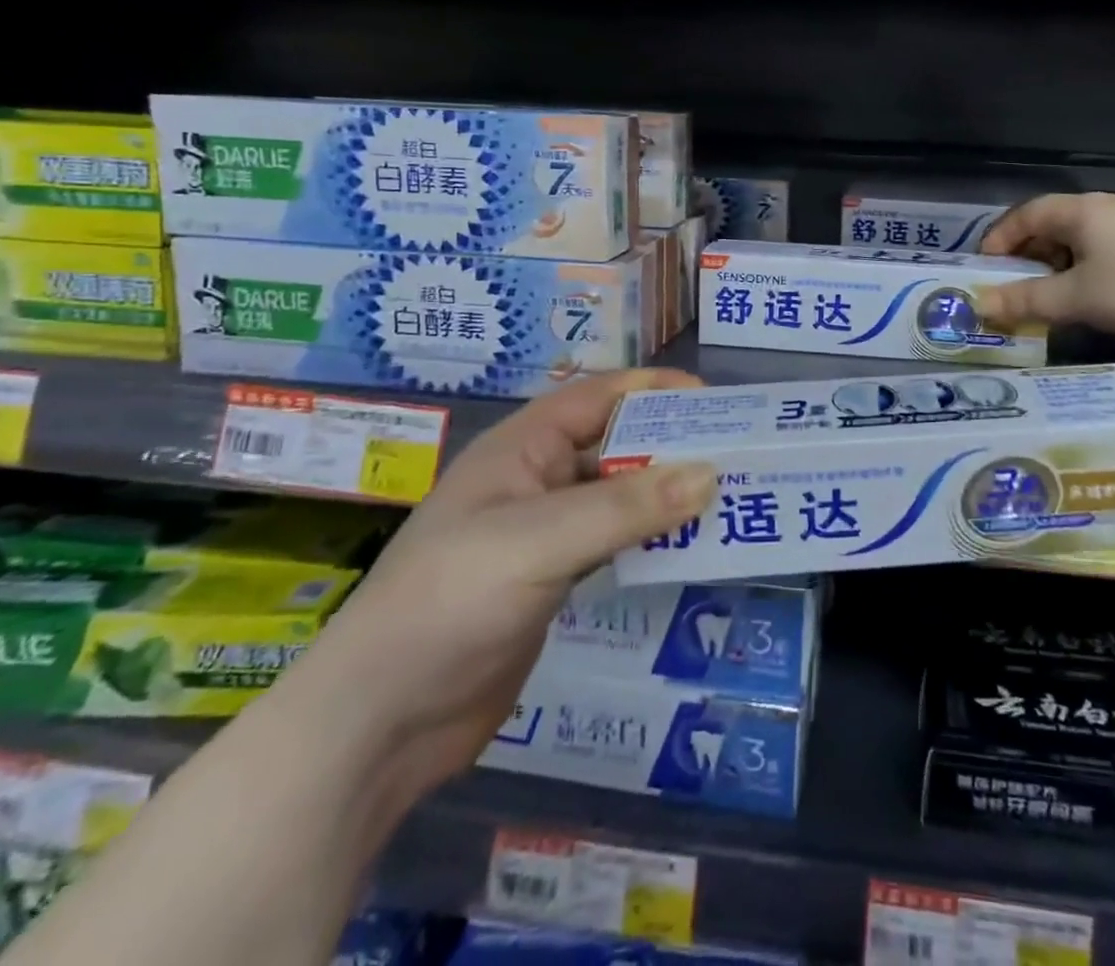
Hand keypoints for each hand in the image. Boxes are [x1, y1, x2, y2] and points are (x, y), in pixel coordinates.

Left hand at [277, 369, 715, 798]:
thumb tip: (711, 473)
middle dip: (670, 444)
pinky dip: (649, 538)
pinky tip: (688, 546)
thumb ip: (626, 507)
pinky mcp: (551, 580)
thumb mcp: (539, 542)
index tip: (715, 400)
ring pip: (617, 496)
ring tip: (727, 497)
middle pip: (614, 445)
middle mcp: (534, 480)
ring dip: (665, 494)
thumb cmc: (451, 602)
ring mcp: (542, 533)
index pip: (599, 397)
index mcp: (522, 448)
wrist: (378, 724)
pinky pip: (613, 542)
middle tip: (736, 454)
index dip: (654, 390)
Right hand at [977, 193, 1114, 338]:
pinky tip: (1093, 298)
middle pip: (1051, 226)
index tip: (985, 271)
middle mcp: (1104, 208)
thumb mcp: (1076, 298)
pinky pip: (1104, 252)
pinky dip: (1085, 271)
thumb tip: (979, 304)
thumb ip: (1025, 300)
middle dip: (1026, 258)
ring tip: (1050, 299)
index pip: (1024, 215)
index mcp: (1080, 211)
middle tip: (1014, 289)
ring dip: (1056, 268)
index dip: (999, 240)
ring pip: (1079, 241)